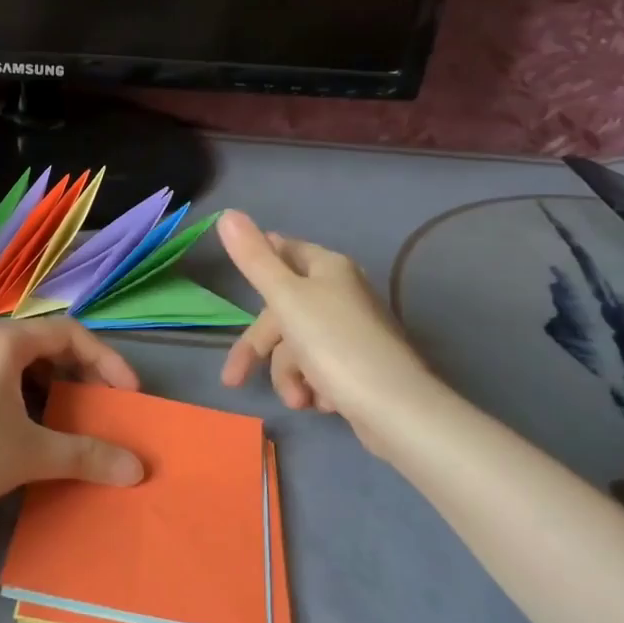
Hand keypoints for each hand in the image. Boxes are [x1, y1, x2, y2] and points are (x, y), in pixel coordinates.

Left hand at [0, 319, 145, 529]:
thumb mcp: (31, 454)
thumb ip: (88, 456)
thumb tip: (138, 470)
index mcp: (3, 342)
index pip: (69, 333)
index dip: (106, 360)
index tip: (128, 395)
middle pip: (43, 345)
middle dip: (78, 374)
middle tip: (100, 407)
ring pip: (18, 366)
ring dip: (50, 389)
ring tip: (66, 423)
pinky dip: (22, 399)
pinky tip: (24, 433)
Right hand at [216, 210, 448, 460]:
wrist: (396, 408)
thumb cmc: (335, 344)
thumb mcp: (285, 297)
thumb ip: (254, 258)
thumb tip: (227, 214)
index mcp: (327, 268)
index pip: (283, 251)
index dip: (258, 264)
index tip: (235, 281)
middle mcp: (341, 293)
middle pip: (283, 311)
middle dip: (264, 349)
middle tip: (235, 379)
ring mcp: (351, 331)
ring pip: (298, 346)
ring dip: (290, 375)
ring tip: (299, 400)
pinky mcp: (358, 367)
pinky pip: (320, 369)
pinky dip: (314, 386)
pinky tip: (322, 403)